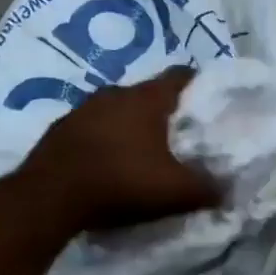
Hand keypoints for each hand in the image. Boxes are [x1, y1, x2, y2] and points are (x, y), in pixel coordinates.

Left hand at [23, 68, 221, 231]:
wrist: (48, 198)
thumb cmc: (120, 182)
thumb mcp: (174, 191)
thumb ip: (207, 188)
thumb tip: (227, 190)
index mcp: (146, 98)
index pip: (180, 75)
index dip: (199, 84)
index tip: (210, 101)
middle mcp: (114, 93)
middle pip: (148, 93)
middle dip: (164, 110)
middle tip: (180, 133)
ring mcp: (83, 109)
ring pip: (117, 109)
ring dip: (131, 125)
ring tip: (144, 150)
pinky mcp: (60, 129)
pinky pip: (92, 127)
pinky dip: (104, 139)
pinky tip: (108, 163)